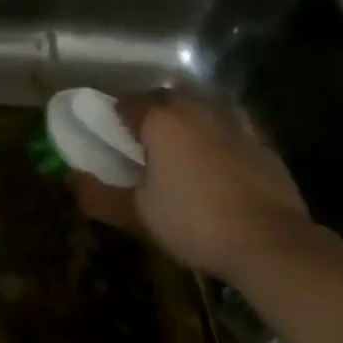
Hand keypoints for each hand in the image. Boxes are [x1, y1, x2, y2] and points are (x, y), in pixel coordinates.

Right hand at [69, 90, 311, 281]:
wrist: (271, 244)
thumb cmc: (194, 222)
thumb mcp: (137, 215)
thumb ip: (99, 195)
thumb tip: (71, 181)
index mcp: (162, 121)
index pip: (127, 103)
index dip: (114, 116)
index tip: (109, 137)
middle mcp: (198, 112)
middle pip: (167, 98)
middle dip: (151, 112)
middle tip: (142, 143)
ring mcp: (235, 127)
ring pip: (202, 110)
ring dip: (187, 122)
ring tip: (179, 154)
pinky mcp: (263, 147)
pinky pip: (231, 132)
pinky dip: (218, 142)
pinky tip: (217, 171)